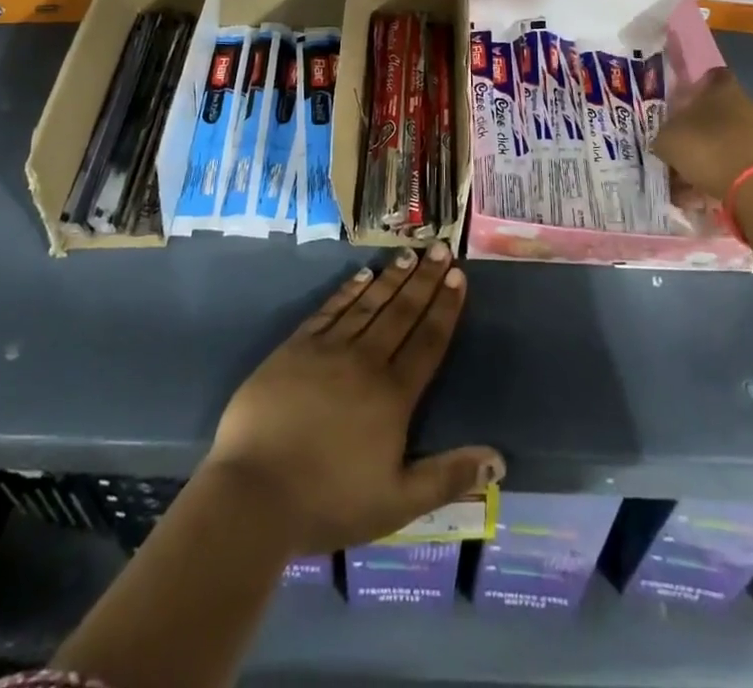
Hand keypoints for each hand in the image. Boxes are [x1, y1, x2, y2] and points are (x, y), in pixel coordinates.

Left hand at [204, 243, 503, 555]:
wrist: (253, 495)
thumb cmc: (329, 502)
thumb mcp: (397, 503)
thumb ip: (448, 476)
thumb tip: (499, 461)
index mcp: (393, 395)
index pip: (428, 340)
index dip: (445, 307)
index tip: (458, 276)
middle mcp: (365, 361)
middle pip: (402, 312)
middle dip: (425, 279)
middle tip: (441, 249)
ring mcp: (327, 350)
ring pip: (368, 304)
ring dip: (391, 278)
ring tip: (409, 254)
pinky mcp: (295, 348)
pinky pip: (329, 310)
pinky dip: (348, 290)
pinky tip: (362, 276)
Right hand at [650, 68, 752, 206]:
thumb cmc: (709, 150)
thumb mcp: (668, 140)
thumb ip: (666, 134)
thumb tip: (668, 138)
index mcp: (724, 89)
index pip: (710, 78)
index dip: (694, 91)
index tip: (680, 108)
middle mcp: (750, 104)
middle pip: (721, 112)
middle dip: (702, 130)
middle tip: (682, 151)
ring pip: (732, 141)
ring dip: (715, 156)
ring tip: (692, 183)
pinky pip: (745, 164)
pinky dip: (729, 176)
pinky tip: (710, 195)